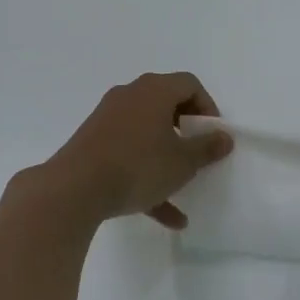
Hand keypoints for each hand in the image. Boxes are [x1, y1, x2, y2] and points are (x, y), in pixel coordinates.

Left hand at [47, 73, 233, 227]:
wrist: (75, 188)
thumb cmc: (138, 165)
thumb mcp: (182, 162)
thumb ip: (207, 148)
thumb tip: (224, 137)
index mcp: (154, 90)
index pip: (189, 84)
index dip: (207, 108)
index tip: (213, 135)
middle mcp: (130, 96)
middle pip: (166, 104)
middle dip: (186, 130)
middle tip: (197, 153)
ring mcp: (108, 119)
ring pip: (146, 133)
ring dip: (166, 158)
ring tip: (182, 187)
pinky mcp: (93, 143)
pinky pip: (127, 154)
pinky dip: (145, 176)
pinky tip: (163, 215)